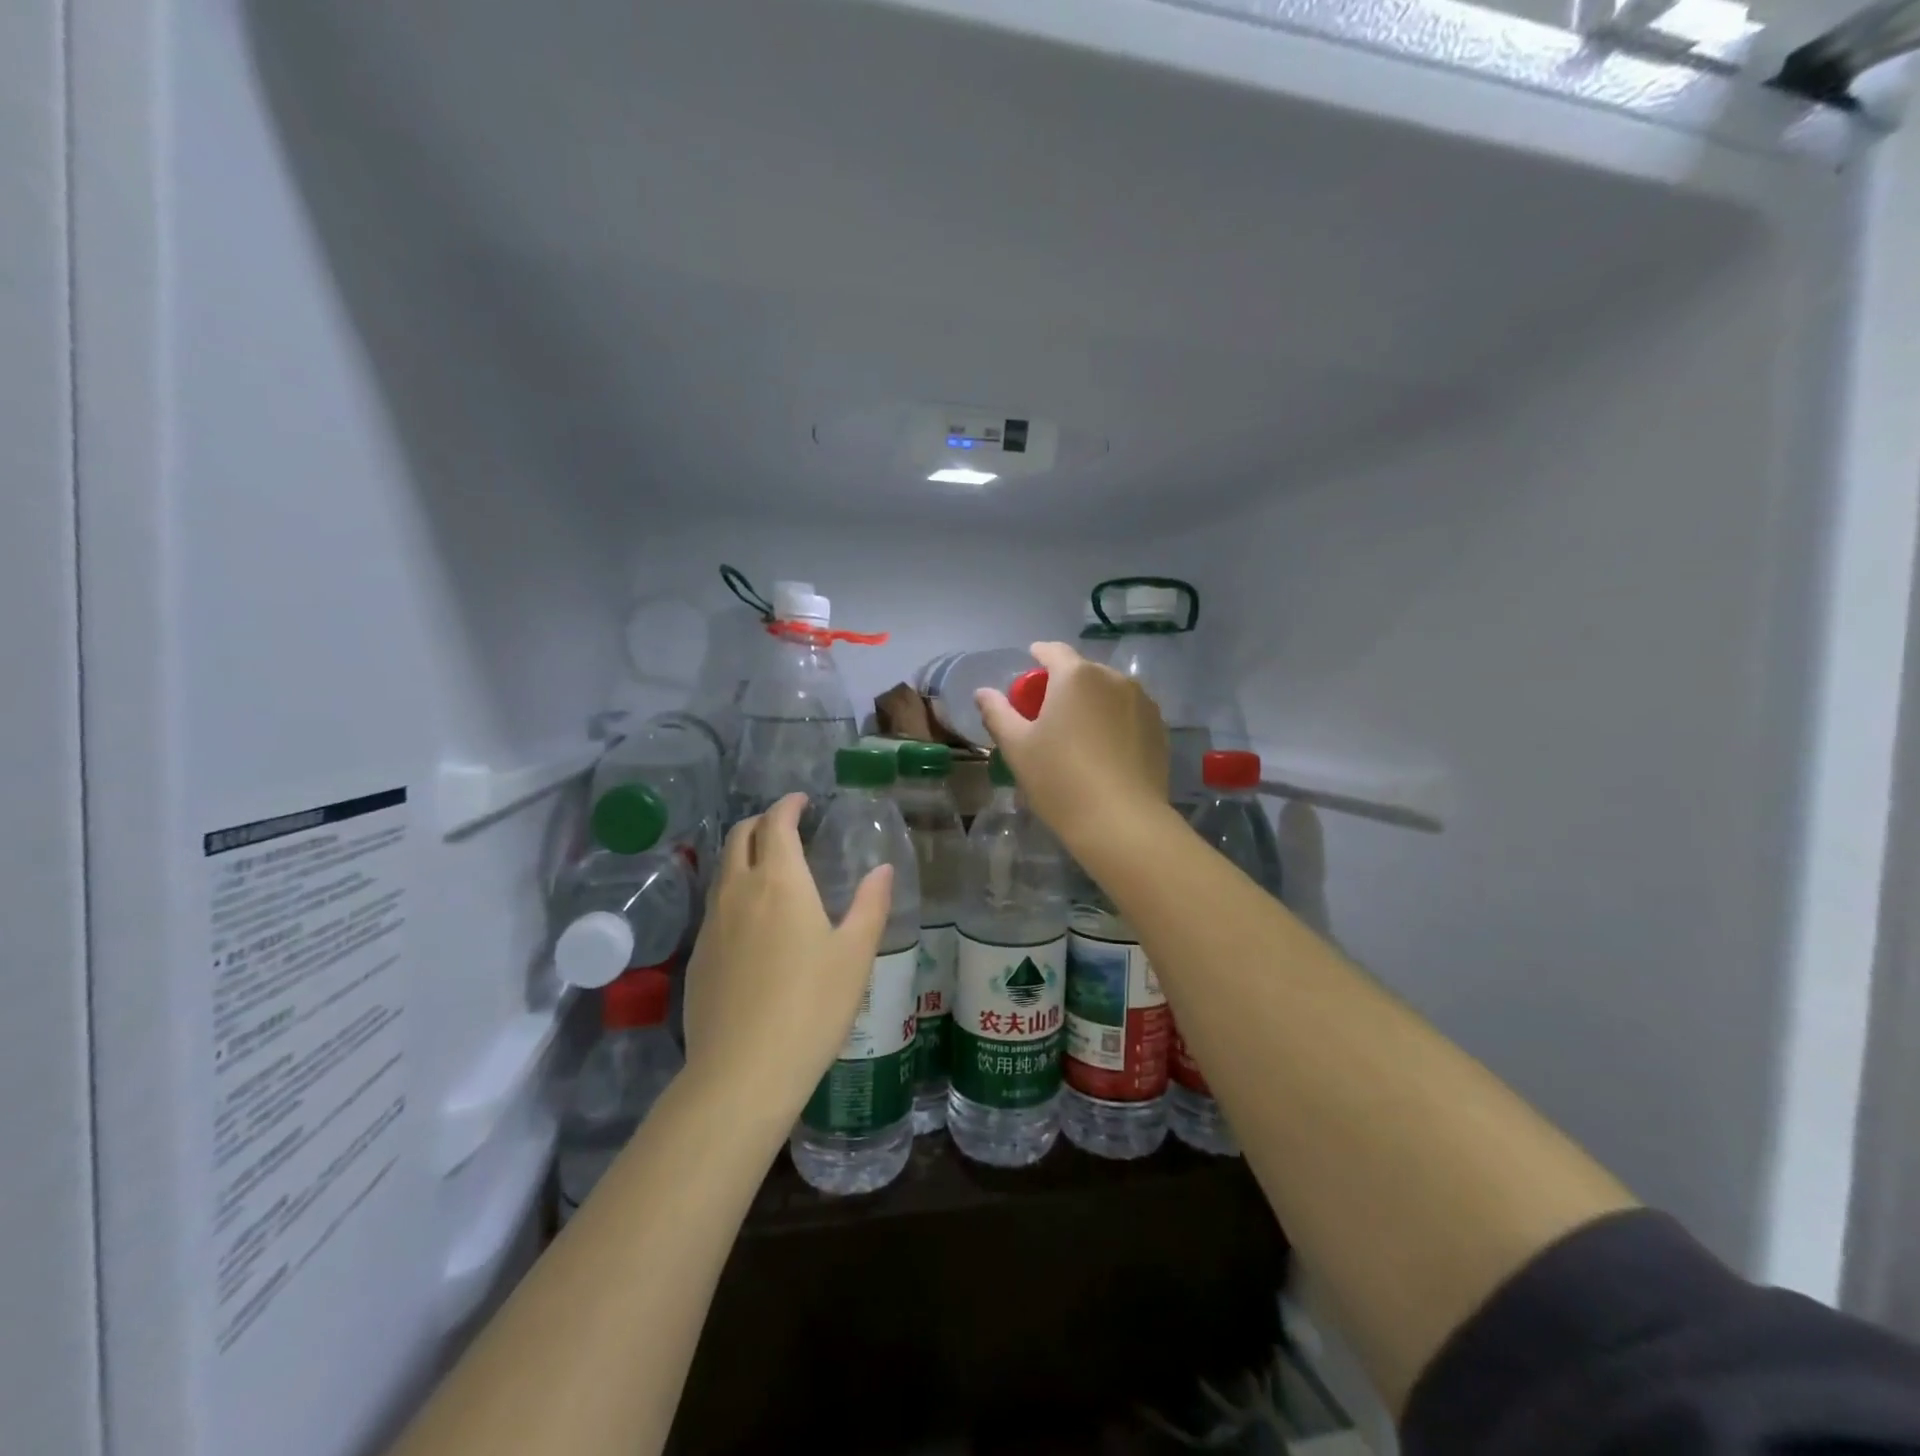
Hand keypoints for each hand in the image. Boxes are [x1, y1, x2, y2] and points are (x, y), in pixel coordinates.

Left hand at [681, 793, 893, 1120]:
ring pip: (723, 870)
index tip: (802, 801)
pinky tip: (753, 921)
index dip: (789, 805)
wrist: (743, 1072)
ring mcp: (712, 924)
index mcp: (780, 882)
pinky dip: (734, 891)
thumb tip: (883, 868)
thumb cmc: (811, 1006)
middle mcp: (738, 891)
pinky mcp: (698, 955)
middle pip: (740, 836)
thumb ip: (870, 904)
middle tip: (785, 826)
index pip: (777, 823)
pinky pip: (715, 905)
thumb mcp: (855, 954)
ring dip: (744, 854)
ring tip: (770, 867)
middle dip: (761, 822)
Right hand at [974, 641, 1171, 852]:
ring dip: (1091, 703)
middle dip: (1063, 685)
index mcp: (1076, 676)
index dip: (1037, 656)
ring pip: (1108, 693)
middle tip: (1047, 714)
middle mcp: (1114, 678)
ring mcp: (1143, 703)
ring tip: (1078, 735)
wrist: (1122, 822)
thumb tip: (982, 692)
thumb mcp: (1017, 747)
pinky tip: (1104, 752)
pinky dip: (1113, 722)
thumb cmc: (1060, 779)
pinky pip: (1128, 714)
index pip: (1053, 651)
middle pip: (1082, 672)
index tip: (1028, 669)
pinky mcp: (1159, 729)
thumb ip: (997, 713)